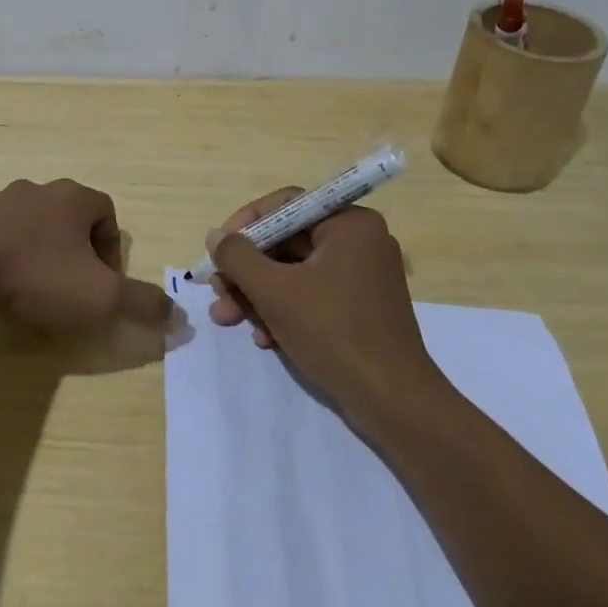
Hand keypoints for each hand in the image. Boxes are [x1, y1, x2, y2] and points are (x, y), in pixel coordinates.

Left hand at [0, 179, 171, 333]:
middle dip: (77, 254)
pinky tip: (1, 290)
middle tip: (73, 290)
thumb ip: (141, 304)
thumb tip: (180, 317)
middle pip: (69, 219)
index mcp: (73, 198)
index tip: (104, 284)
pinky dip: (7, 261)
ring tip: (36, 294)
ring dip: (41, 257)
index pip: (106, 212)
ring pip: (32, 228)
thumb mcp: (101, 297)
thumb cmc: (39, 274)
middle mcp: (38, 191)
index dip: (112, 249)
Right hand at [207, 188, 446, 425]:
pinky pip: (311, 295)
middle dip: (246, 270)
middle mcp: (360, 242)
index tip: (217, 249)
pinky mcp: (359, 307)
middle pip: (286, 242)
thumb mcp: (275, 291)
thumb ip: (238, 257)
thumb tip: (215, 235)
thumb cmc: (333, 332)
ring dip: (257, 294)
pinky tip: (264, 338)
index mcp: (350, 224)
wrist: (392, 401)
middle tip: (216, 291)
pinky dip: (283, 311)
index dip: (245, 224)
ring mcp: (361, 276)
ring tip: (227, 318)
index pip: (286, 206)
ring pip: (294, 272)